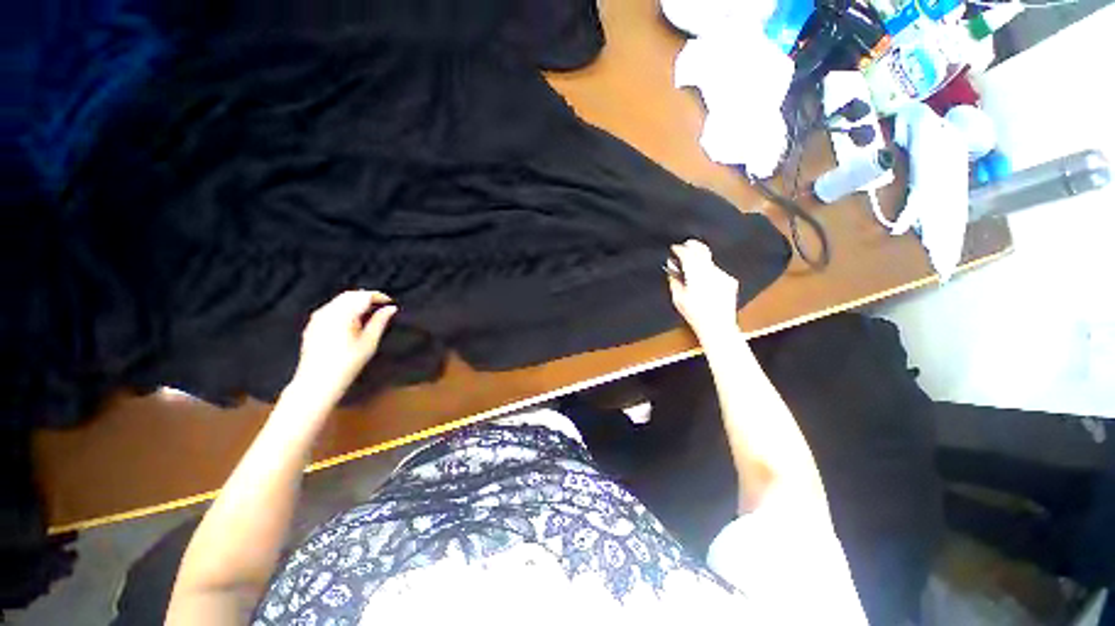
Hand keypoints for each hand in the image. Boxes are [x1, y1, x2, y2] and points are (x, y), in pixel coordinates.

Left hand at [290, 290, 397, 405]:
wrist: (317, 382)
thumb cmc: (348, 364)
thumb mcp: (369, 343)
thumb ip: (380, 322)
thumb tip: (391, 308)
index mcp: (343, 314)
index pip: (363, 296)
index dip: (378, 296)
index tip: (390, 302)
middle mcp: (328, 311)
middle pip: (350, 295)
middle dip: (366, 297)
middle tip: (381, 306)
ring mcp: (317, 317)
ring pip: (339, 300)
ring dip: (355, 302)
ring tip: (368, 313)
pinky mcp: (312, 325)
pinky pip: (330, 308)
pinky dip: (343, 308)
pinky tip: (351, 320)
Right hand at [667, 239, 739, 341]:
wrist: (718, 326)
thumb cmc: (695, 314)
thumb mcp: (678, 299)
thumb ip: (674, 281)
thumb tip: (671, 270)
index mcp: (696, 275)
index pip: (687, 254)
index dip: (680, 249)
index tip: (674, 248)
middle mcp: (711, 272)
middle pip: (702, 250)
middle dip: (692, 246)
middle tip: (684, 246)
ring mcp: (722, 275)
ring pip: (709, 261)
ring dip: (700, 260)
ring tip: (693, 267)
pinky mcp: (730, 280)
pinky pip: (716, 271)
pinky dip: (709, 271)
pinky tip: (705, 282)